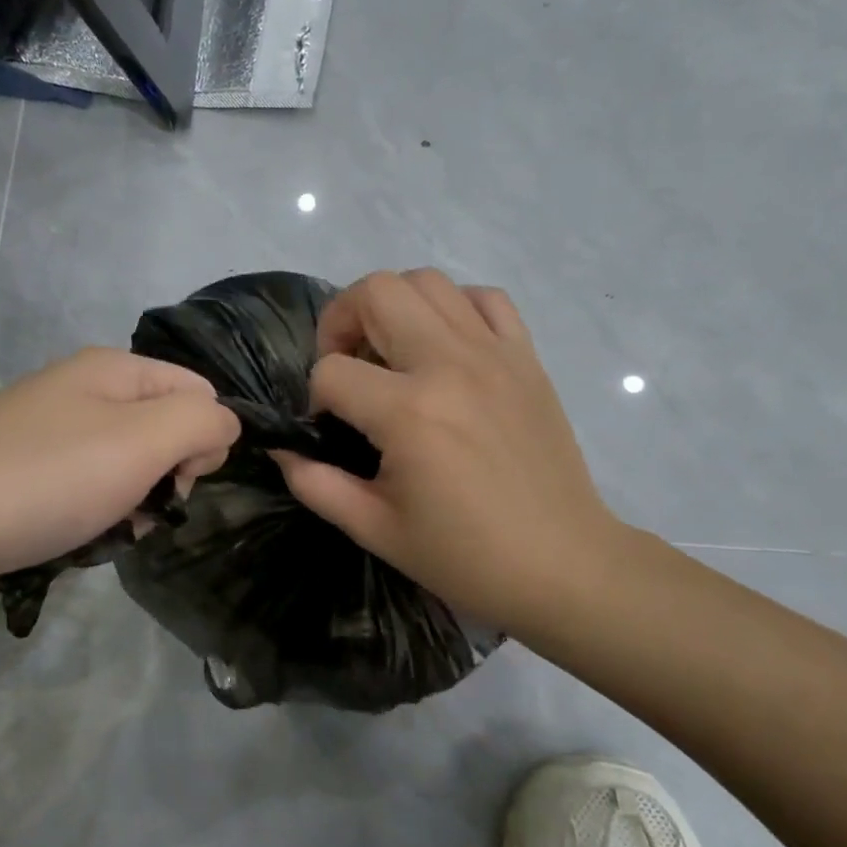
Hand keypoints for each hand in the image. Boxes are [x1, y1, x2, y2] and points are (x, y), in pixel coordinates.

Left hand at [0, 347, 239, 586]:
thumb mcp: (143, 440)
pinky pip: (86, 492)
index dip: (206, 436)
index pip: (200, 391)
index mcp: (114, 370)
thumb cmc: (46, 477)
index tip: (182, 479)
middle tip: (143, 509)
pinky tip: (79, 539)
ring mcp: (49, 435)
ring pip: (127, 468)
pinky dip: (95, 517)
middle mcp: (83, 392)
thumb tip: (223, 427)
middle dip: (168, 477)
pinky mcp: (25, 476)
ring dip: (133, 504)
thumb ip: (202, 422)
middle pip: (164, 430)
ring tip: (108, 531)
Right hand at [274, 269, 627, 637]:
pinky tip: (446, 347)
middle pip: (376, 291)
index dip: (315, 398)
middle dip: (341, 321)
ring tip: (392, 353)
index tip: (331, 430)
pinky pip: (484, 299)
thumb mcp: (375, 529)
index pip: (331, 371)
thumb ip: (316, 483)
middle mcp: (450, 364)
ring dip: (393, 307)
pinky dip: (454, 307)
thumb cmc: (465, 556)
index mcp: (409, 412)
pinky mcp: (526, 358)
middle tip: (346, 366)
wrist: (562, 565)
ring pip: (428, 281)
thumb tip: (283, 449)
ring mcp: (494, 353)